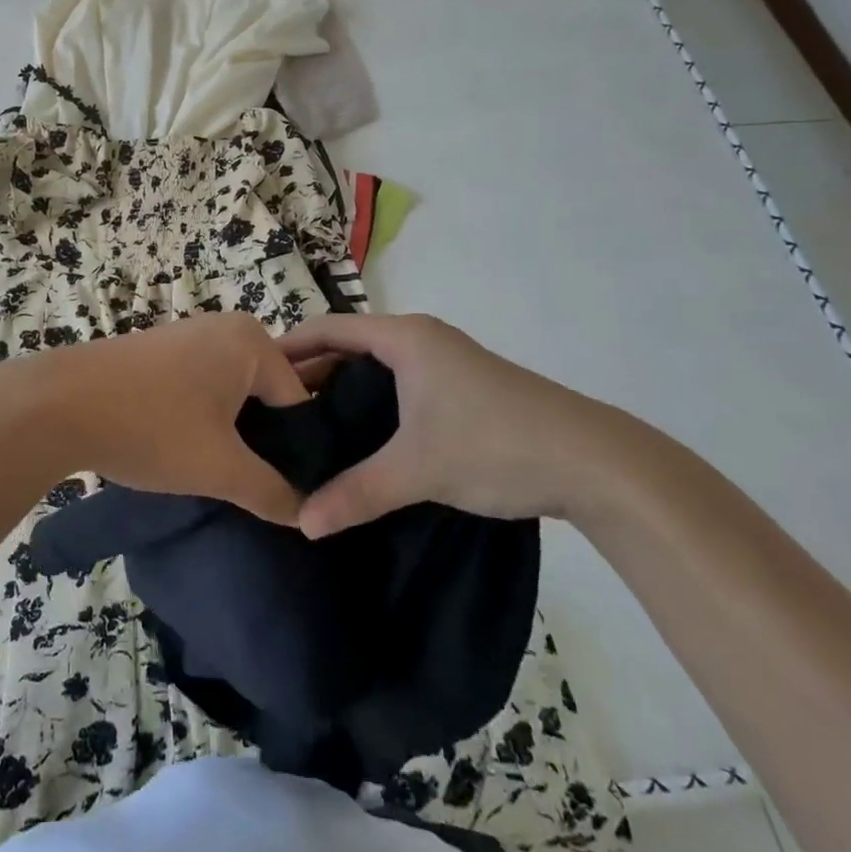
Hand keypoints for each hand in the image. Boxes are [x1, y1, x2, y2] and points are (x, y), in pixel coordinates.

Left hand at [0, 313, 311, 524]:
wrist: (56, 404)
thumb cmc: (150, 426)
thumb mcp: (219, 468)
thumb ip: (272, 492)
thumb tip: (308, 515)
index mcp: (252, 341)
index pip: (299, 403)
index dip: (298, 452)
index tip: (288, 493)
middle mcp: (225, 327)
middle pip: (266, 395)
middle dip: (263, 441)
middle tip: (254, 487)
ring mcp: (188, 335)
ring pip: (232, 393)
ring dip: (231, 433)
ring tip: (219, 474)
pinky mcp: (159, 351)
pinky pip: (201, 386)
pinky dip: (202, 418)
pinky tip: (186, 450)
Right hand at [278, 313, 645, 536]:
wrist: (597, 462)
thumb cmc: (496, 444)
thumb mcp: (418, 469)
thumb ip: (356, 493)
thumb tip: (303, 523)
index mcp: (405, 338)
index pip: (329, 328)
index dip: (289, 346)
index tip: (253, 373)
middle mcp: (422, 339)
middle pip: (350, 346)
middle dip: (312, 373)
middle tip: (275, 410)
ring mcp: (446, 361)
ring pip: (377, 367)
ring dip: (344, 390)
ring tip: (309, 427)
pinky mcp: (463, 387)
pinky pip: (400, 383)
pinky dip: (373, 402)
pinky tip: (362, 439)